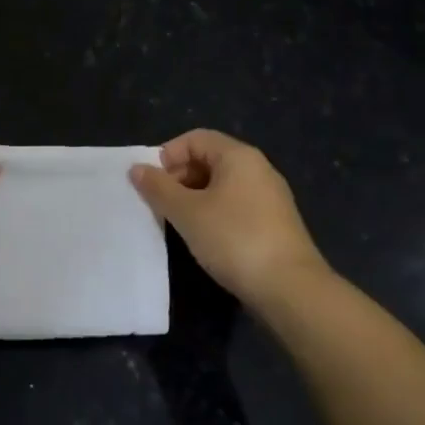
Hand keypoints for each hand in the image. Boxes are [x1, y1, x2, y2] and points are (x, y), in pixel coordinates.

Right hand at [130, 129, 327, 307]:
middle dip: (178, 178)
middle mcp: (257, 169)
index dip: (168, 155)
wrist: (288, 286)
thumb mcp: (187, 212)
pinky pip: (234, 205)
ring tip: (177, 223)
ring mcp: (268, 196)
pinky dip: (212, 213)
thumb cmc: (233, 239)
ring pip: (220, 185)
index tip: (151, 184)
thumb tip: (136, 169)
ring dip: (193, 198)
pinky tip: (202, 237)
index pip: (195, 138)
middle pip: (208, 159)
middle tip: (159, 205)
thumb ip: (159, 188)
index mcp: (239, 156)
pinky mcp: (272, 222)